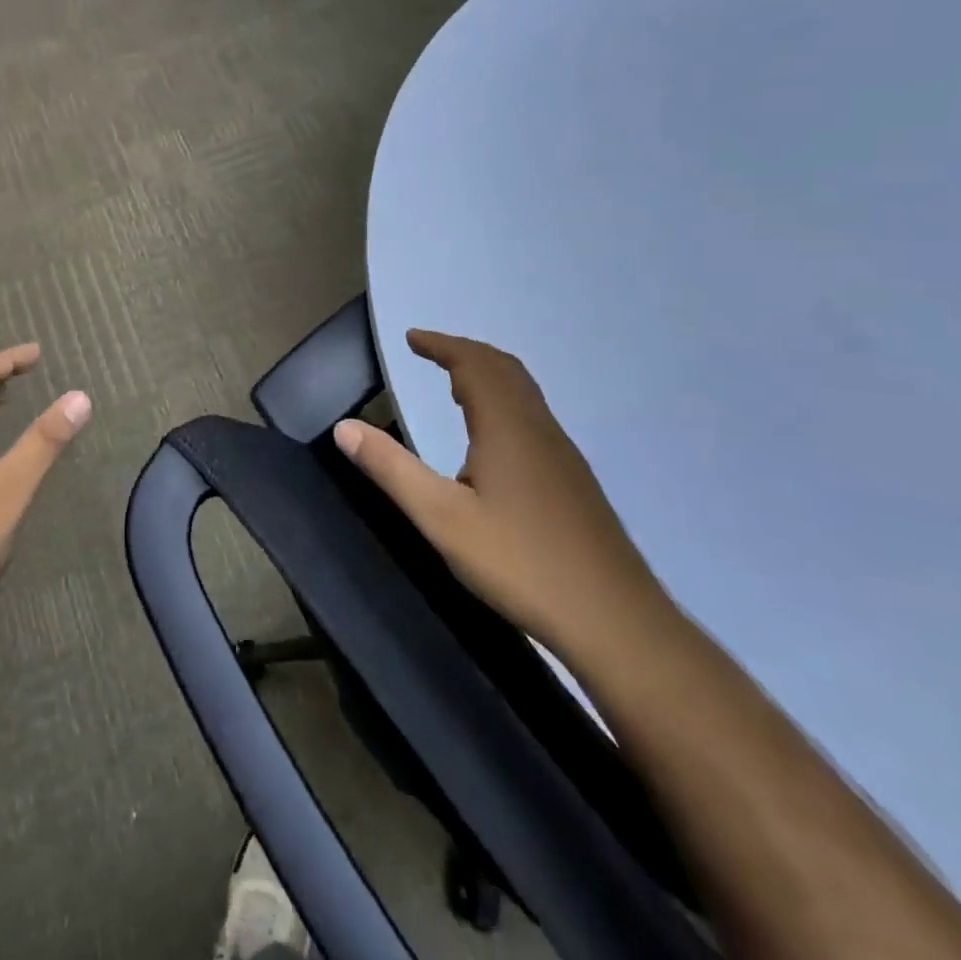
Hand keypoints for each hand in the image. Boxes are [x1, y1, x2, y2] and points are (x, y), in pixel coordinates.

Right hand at [334, 330, 673, 664]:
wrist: (616, 621)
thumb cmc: (521, 562)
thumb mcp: (441, 518)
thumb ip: (391, 469)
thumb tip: (344, 427)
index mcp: (507, 427)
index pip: (473, 364)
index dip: (441, 345)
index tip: (412, 338)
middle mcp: (538, 429)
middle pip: (504, 369)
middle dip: (465, 352)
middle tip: (430, 351)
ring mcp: (562, 455)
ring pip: (523, 393)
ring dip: (487, 375)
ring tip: (455, 386)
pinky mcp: (573, 480)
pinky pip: (532, 416)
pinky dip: (504, 402)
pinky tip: (491, 440)